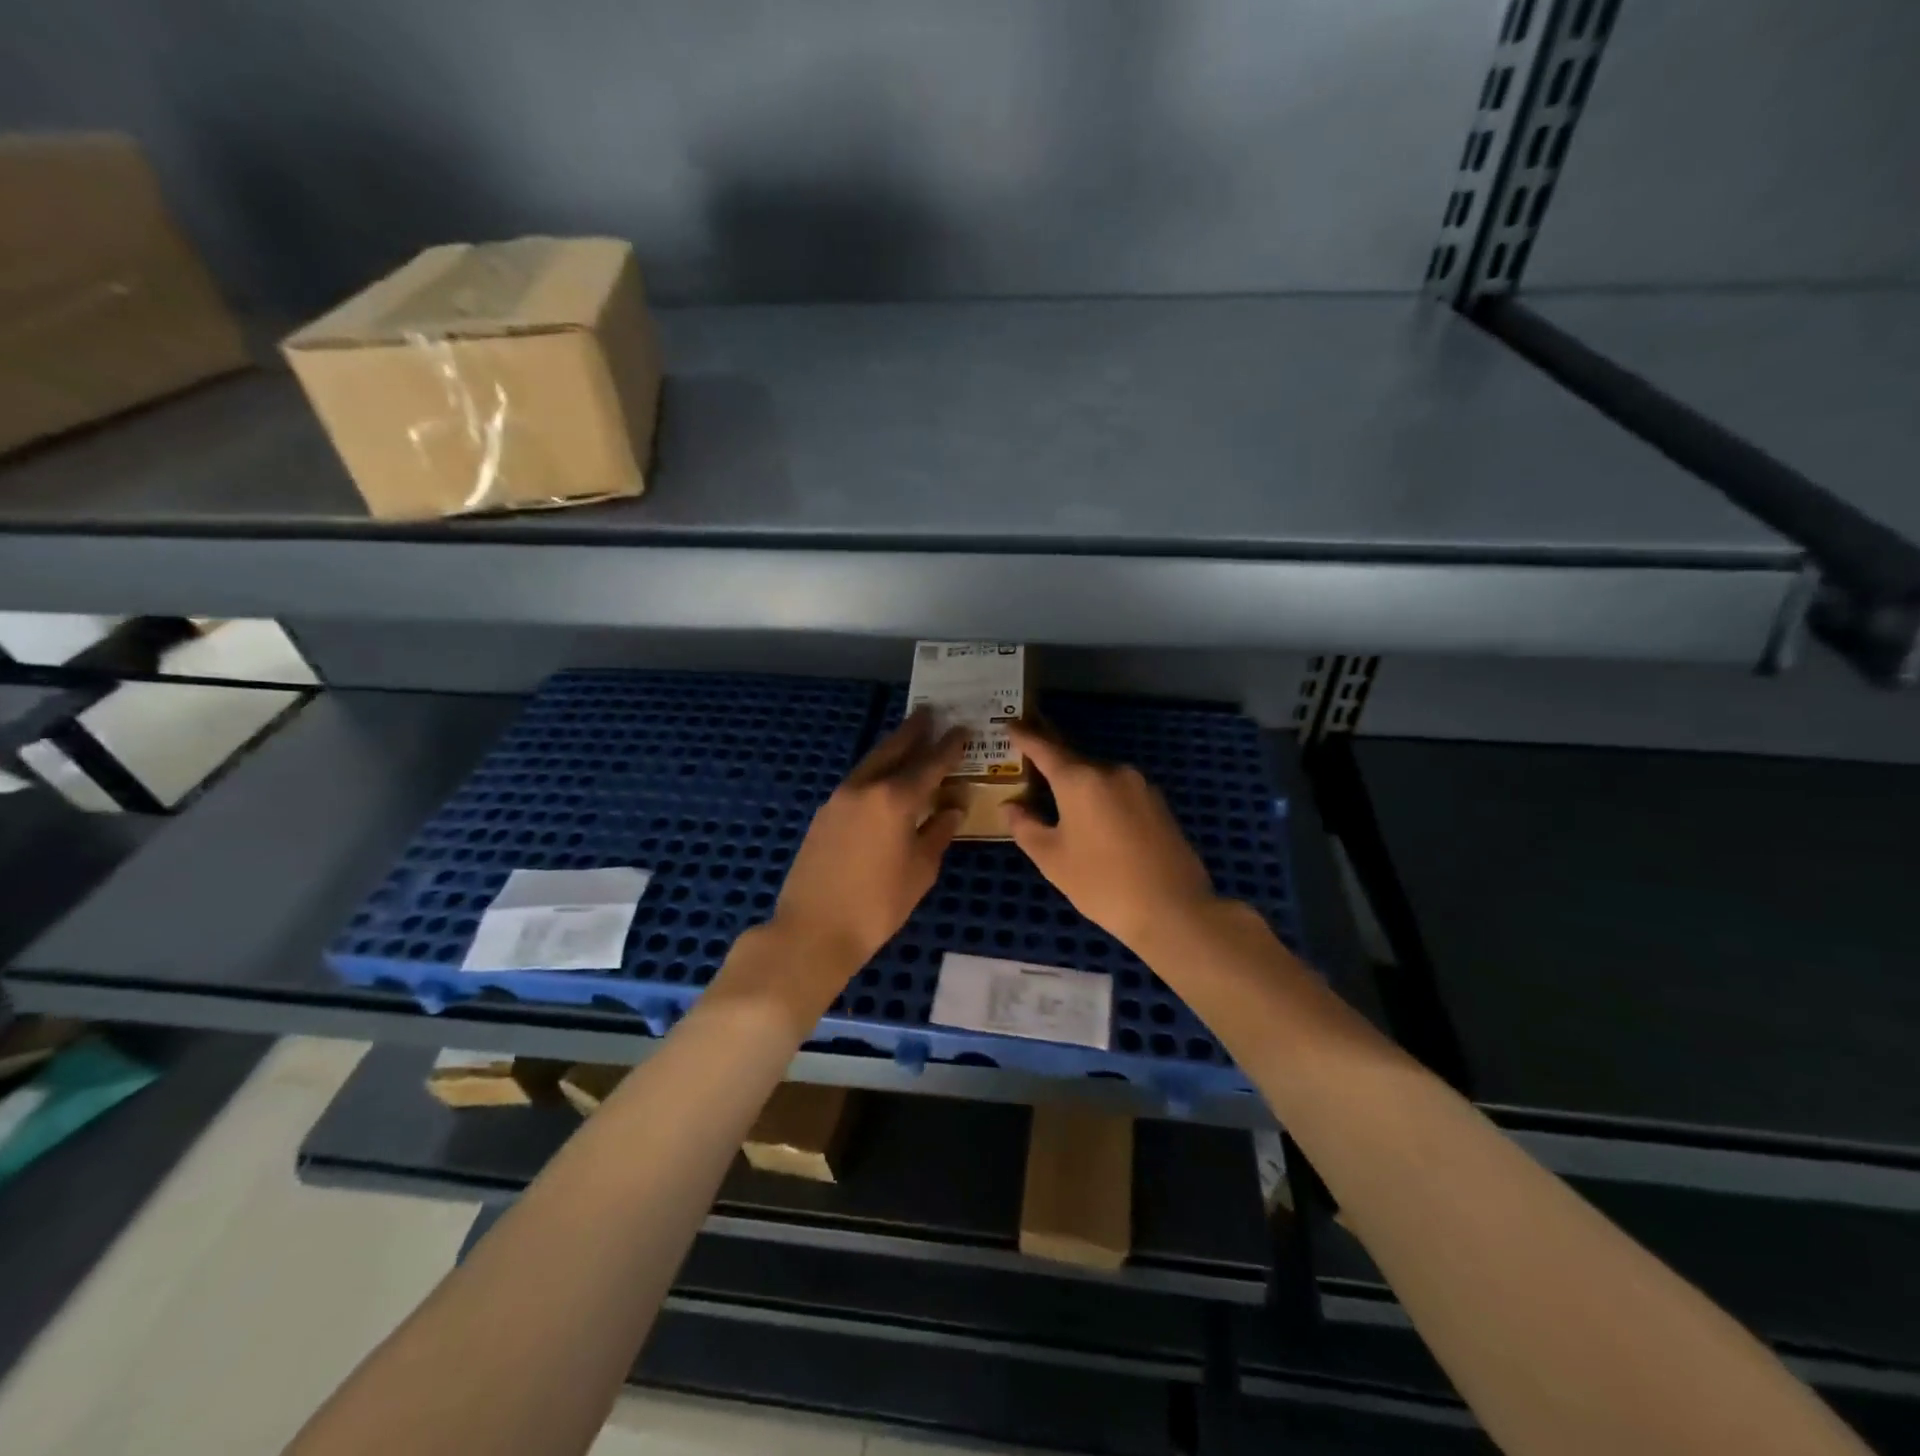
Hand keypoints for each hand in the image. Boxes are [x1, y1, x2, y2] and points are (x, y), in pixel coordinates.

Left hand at [745, 711, 966, 1011]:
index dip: (949, 746)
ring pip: (871, 761)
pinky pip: (857, 780)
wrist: (813, 930)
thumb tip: (952, 807)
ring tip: (909, 737)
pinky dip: (875, 770)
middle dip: (914, 730)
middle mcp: (866, 787)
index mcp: (895, 799)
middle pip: (894, 749)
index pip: (929, 763)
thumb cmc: (878, 905)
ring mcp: (839, 798)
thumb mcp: (920, 870)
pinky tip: (882, 778)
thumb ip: (938, 832)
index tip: (963, 729)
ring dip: (892, 747)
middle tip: (930, 712)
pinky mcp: (824, 813)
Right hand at [1004, 723, 1220, 953]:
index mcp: (1080, 779)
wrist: (1174, 909)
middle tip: (1030, 766)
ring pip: (1098, 776)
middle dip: (1051, 762)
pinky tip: (1096, 820)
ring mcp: (1139, 785)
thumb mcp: (1052, 859)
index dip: (1024, 736)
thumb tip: (1011, 806)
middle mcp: (1111, 771)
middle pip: (1073, 760)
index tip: (1010, 725)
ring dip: (1078, 783)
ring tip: (1061, 802)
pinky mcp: (1158, 803)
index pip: (1044, 748)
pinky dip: (1101, 796)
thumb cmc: (1102, 884)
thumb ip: (1025, 826)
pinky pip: (1119, 790)